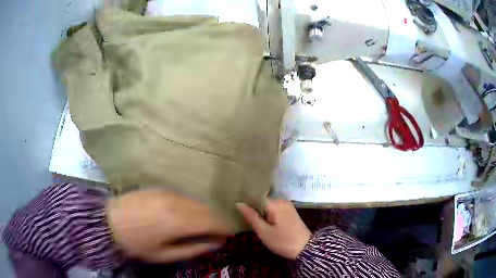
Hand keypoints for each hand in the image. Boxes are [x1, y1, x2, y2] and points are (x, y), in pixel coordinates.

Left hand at [107, 190, 233, 262]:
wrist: (108, 221)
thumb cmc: (136, 243)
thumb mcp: (164, 255)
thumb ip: (192, 249)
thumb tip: (214, 243)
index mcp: (177, 221)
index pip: (212, 222)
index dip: (224, 227)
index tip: (230, 234)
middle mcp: (176, 203)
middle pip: (207, 209)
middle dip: (218, 220)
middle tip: (220, 231)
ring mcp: (168, 193)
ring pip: (197, 201)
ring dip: (206, 213)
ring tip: (206, 224)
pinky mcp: (160, 189)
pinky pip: (185, 197)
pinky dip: (193, 206)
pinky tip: (189, 215)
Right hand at [237, 199, 310, 259]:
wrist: (305, 248)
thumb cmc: (283, 241)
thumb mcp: (264, 232)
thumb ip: (251, 217)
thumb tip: (239, 203)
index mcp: (275, 203)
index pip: (255, 197)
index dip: (246, 203)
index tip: (236, 209)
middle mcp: (282, 200)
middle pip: (262, 200)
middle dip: (253, 208)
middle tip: (242, 217)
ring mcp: (287, 205)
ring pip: (268, 205)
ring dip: (260, 211)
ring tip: (249, 219)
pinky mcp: (290, 211)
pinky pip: (275, 209)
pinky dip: (267, 213)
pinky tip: (262, 221)